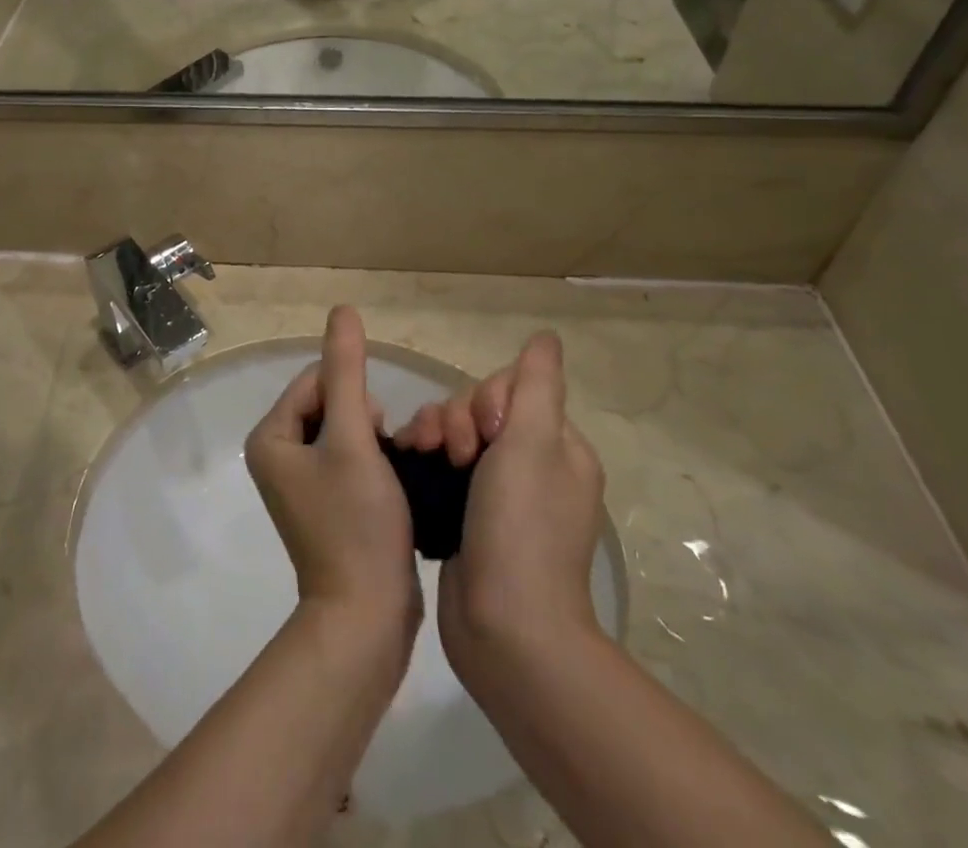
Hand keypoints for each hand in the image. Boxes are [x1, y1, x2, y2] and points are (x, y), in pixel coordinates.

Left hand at [246, 307, 420, 644]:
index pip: (315, 380)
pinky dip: (374, 464)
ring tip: (394, 474)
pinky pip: (351, 460)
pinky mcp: (327, 504)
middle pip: (331, 404)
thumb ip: (347, 370)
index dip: (353, 397)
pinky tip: (394, 486)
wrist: (367, 617)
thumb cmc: (356, 523)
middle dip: (365, 419)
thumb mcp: (353, 437)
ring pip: (346, 431)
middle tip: (385, 457)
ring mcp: (302, 483)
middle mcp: (278, 455)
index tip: (372, 436)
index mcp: (270, 437)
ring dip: (375, 442)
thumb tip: (342, 308)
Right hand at [395, 333, 604, 675]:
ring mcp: (497, 495)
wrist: (504, 629)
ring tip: (421, 456)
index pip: (512, 390)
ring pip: (454, 435)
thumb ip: (537, 385)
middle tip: (453, 453)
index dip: (487, 400)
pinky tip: (409, 464)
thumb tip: (547, 337)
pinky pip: (440, 466)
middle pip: (479, 411)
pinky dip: (425, 460)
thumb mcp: (533, 445)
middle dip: (456, 419)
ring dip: (434, 435)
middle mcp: (532, 467)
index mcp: (559, 449)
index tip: (485, 432)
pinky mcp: (466, 516)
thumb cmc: (522, 528)